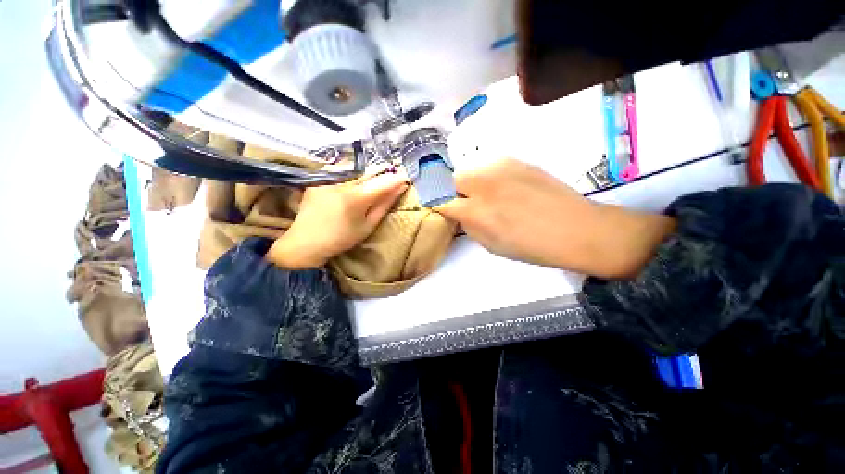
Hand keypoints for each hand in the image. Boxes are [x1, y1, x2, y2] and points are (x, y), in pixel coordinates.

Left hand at [266, 171, 407, 268]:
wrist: (307, 241)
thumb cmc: (342, 238)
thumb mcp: (368, 225)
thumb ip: (384, 205)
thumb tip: (400, 188)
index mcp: (356, 197)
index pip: (383, 182)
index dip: (396, 178)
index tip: (406, 177)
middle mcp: (342, 182)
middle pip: (369, 171)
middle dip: (383, 171)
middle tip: (394, 173)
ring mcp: (328, 178)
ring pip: (356, 169)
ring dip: (368, 171)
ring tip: (377, 175)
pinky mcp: (319, 178)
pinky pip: (341, 171)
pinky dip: (353, 173)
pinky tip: (357, 177)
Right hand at [436, 158, 674, 278]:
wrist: (576, 228)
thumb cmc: (531, 246)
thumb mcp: (490, 244)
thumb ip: (468, 224)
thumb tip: (457, 212)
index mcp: (476, 211)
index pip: (439, 200)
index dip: (435, 204)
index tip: (438, 208)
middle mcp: (483, 184)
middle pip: (449, 178)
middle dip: (449, 191)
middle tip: (460, 202)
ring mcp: (500, 167)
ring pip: (469, 170)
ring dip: (467, 183)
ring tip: (482, 195)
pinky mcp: (516, 160)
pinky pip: (488, 166)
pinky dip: (485, 177)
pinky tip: (501, 188)